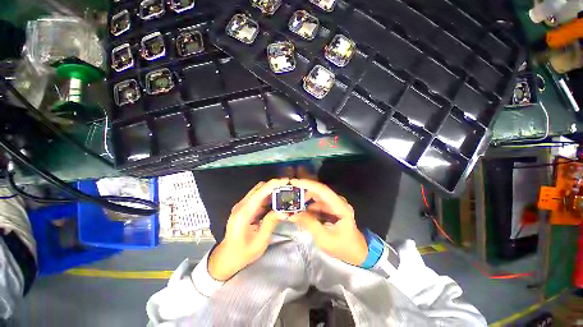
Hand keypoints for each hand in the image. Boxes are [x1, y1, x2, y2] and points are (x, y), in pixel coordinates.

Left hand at [208, 179, 288, 280]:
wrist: (226, 257)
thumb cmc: (242, 253)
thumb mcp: (260, 241)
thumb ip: (271, 222)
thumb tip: (284, 211)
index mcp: (244, 213)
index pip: (260, 192)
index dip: (274, 184)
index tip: (287, 181)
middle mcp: (242, 205)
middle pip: (259, 187)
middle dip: (275, 185)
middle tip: (289, 188)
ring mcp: (242, 205)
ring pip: (259, 190)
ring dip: (272, 190)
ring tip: (285, 193)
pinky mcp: (245, 207)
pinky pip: (258, 197)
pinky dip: (268, 196)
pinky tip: (277, 201)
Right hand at [289, 179, 367, 265]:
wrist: (357, 253)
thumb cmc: (343, 247)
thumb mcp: (324, 238)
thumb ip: (308, 224)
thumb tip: (292, 214)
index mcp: (340, 206)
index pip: (322, 190)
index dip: (308, 184)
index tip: (294, 182)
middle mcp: (338, 201)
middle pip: (319, 191)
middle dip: (303, 191)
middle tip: (289, 194)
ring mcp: (335, 205)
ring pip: (317, 196)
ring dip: (305, 199)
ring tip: (292, 204)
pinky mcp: (332, 209)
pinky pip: (318, 203)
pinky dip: (309, 206)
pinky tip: (301, 211)